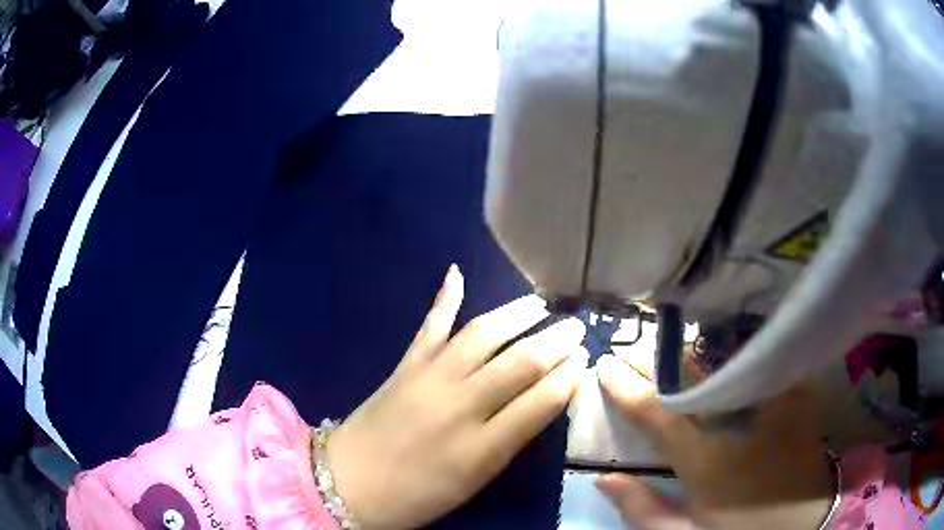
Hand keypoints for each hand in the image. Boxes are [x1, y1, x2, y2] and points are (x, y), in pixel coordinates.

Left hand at [326, 265, 588, 528]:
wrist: (348, 483)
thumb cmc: (417, 495)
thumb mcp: (474, 480)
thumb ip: (509, 440)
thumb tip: (542, 402)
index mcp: (482, 448)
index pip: (540, 402)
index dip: (568, 376)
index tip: (586, 359)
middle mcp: (460, 406)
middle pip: (518, 363)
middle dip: (555, 341)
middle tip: (576, 325)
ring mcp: (429, 379)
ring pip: (481, 335)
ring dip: (515, 314)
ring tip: (540, 303)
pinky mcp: (404, 366)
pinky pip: (429, 326)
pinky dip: (444, 299)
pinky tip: (456, 273)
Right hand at [594, 353, 833, 529]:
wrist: (804, 518)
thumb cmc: (742, 529)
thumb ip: (643, 509)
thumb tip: (603, 477)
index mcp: (705, 460)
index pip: (658, 413)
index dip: (628, 388)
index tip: (605, 366)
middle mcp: (737, 422)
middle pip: (690, 379)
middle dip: (655, 361)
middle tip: (629, 349)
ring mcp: (770, 402)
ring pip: (724, 363)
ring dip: (690, 352)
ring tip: (664, 345)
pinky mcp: (792, 392)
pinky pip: (757, 361)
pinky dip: (732, 349)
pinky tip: (717, 343)